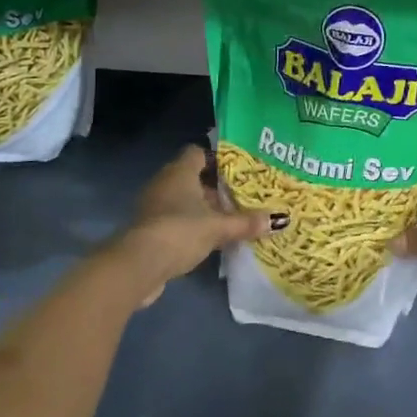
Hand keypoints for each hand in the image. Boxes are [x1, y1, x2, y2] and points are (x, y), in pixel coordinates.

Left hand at [118, 145, 278, 306]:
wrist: (138, 264)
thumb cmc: (180, 231)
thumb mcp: (218, 227)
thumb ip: (246, 223)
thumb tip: (279, 219)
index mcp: (180, 171)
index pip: (198, 152)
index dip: (217, 159)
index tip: (238, 170)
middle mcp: (164, 182)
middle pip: (193, 177)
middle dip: (215, 187)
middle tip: (241, 196)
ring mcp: (154, 206)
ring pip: (184, 200)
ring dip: (202, 209)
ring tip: (230, 218)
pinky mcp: (149, 229)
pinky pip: (175, 219)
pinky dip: (190, 226)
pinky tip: (209, 239)